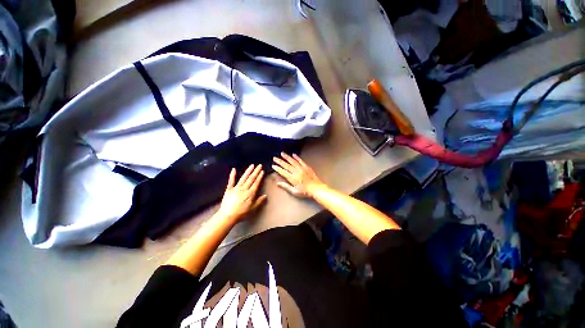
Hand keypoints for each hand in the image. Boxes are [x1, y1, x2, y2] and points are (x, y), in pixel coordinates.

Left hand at [218, 164, 266, 221]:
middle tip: (259, 165)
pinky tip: (234, 169)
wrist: (228, 216)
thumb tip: (265, 195)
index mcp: (250, 193)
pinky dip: (232, 175)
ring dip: (248, 171)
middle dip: (256, 171)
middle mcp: (244, 189)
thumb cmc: (241, 213)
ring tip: (252, 165)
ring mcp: (236, 188)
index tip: (262, 171)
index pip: (256, 183)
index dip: (260, 177)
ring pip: (243, 178)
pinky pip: (231, 181)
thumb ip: (259, 201)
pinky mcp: (229, 189)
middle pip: (251, 178)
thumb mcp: (253, 208)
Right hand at [272, 153, 324, 197]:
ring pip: (292, 161)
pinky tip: (293, 154)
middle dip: (279, 161)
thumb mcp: (294, 191)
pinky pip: (300, 161)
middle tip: (274, 158)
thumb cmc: (305, 192)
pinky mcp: (306, 167)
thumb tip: (278, 183)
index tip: (273, 165)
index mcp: (292, 178)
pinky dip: (296, 157)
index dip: (277, 168)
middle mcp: (296, 172)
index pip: (283, 172)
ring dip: (287, 157)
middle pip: (286, 165)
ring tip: (282, 153)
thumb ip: (286, 186)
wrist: (316, 188)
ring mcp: (301, 168)